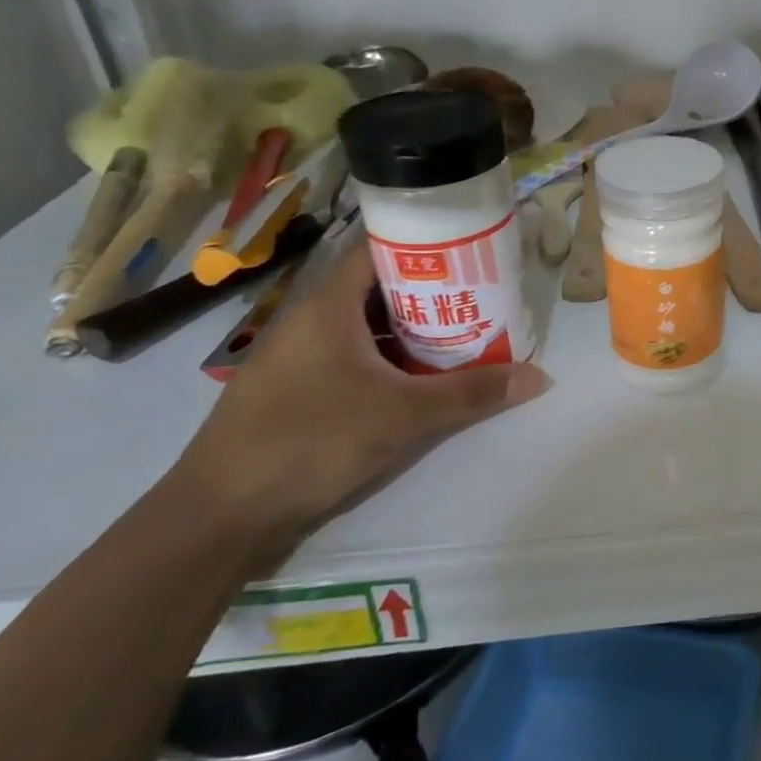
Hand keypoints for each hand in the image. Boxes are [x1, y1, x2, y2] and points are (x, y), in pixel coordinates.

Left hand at [168, 237, 550, 558]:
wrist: (220, 516)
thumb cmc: (311, 442)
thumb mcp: (404, 415)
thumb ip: (473, 393)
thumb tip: (540, 377)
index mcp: (327, 307)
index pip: (378, 250)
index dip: (426, 244)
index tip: (473, 249)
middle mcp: (311, 322)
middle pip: (379, 288)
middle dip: (433, 289)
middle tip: (484, 293)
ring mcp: (301, 357)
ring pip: (368, 326)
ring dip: (415, 327)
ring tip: (467, 330)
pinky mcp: (300, 389)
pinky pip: (357, 356)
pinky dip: (393, 357)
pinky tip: (426, 376)